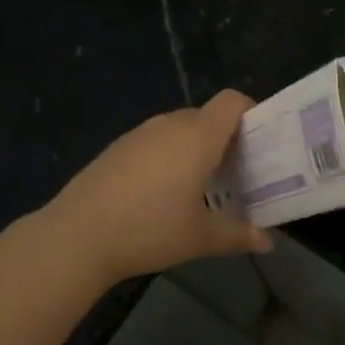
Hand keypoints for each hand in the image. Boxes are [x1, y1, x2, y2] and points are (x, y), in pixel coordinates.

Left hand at [45, 91, 273, 285]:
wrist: (77, 236)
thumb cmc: (149, 230)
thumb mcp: (200, 237)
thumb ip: (238, 235)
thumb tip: (267, 243)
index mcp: (197, 137)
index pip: (232, 101)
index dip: (251, 112)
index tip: (260, 142)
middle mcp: (170, 125)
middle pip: (208, 116)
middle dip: (226, 138)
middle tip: (237, 172)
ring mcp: (140, 134)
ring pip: (180, 129)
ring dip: (196, 148)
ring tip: (202, 185)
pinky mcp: (117, 147)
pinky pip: (155, 141)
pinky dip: (169, 156)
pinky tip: (162, 192)